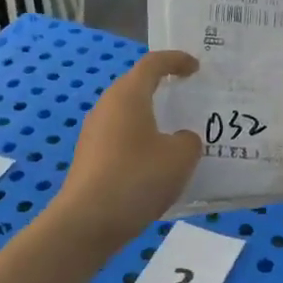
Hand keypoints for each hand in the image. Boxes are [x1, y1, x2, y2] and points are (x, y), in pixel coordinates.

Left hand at [53, 51, 202, 244]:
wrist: (87, 222)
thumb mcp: (180, 157)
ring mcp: (94, 134)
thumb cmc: (137, 178)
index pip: (153, 64)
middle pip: (136, 87)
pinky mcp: (90, 159)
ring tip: (177, 134)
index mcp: (128, 95)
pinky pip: (121, 140)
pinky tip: (157, 166)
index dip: (176, 60)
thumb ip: (189, 141)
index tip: (195, 67)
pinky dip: (141, 144)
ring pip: (128, 116)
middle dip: (163, 89)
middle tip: (189, 97)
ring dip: (152, 120)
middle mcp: (107, 107)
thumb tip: (180, 140)